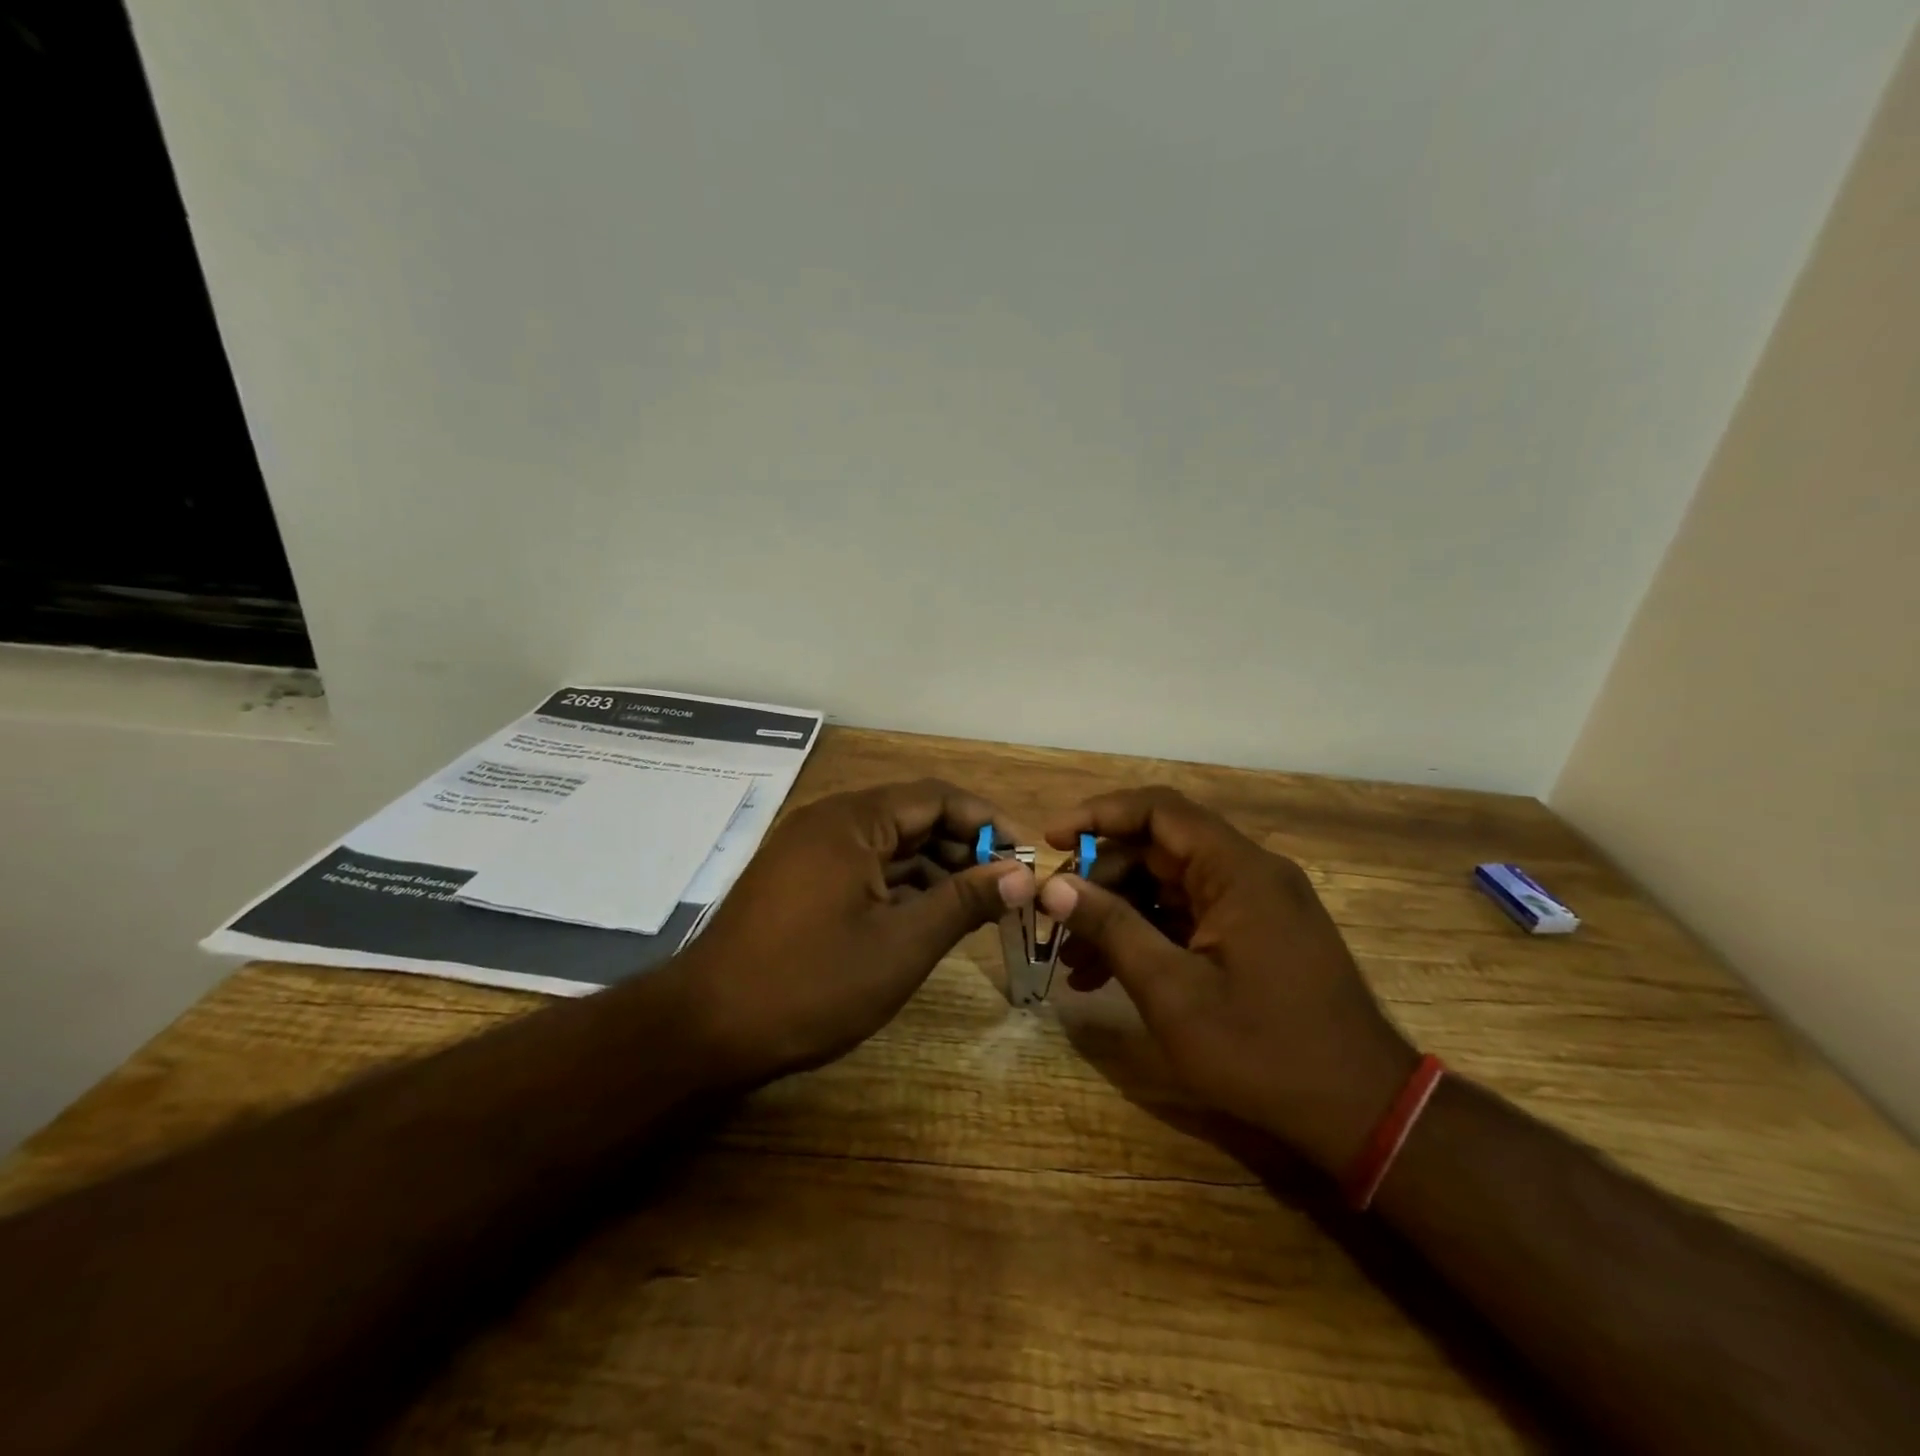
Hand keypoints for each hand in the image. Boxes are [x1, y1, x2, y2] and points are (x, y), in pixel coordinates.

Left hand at [674, 779, 1034, 1085]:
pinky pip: (865, 868)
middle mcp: (830, 822)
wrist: (705, 1029)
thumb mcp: (901, 944)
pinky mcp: (800, 881)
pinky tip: (930, 916)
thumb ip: (964, 901)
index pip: (937, 797)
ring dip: (935, 870)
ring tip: (979, 906)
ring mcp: (811, 851)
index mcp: (853, 820)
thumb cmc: (811, 982)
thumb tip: (1021, 875)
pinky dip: (901, 886)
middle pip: (914, 818)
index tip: (1024, 855)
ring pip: (890, 846)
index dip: (988, 820)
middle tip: (1007, 888)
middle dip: (965, 848)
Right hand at [1039, 787, 1416, 1173]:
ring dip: (1119, 913)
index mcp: (1237, 871)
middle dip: (1101, 878)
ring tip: (1073, 960)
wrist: (1362, 1113)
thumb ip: (1112, 928)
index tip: (1052, 839)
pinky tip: (1108, 975)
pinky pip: (1189, 916)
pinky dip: (1148, 935)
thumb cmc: (1263, 1050)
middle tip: (1057, 917)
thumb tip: (1055, 886)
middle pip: (1159, 849)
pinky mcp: (1255, 935)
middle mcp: (1249, 873)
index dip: (1099, 814)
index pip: (1159, 810)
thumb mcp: (1172, 991)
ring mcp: (1255, 905)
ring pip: (1168, 885)